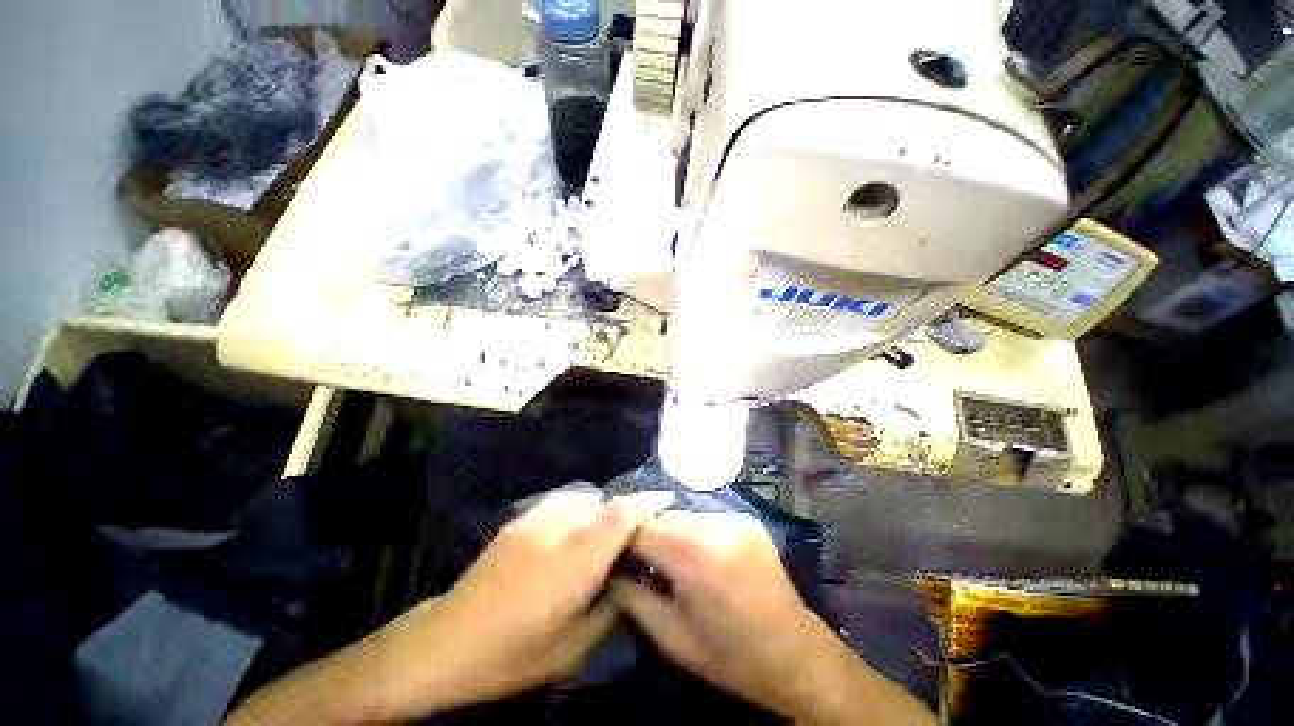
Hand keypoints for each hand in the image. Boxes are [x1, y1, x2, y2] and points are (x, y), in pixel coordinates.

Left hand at [229, 488, 672, 724]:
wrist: (445, 643)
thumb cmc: (511, 656)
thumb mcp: (572, 648)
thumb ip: (609, 608)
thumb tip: (629, 580)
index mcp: (574, 563)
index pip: (621, 516)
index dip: (647, 501)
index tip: (666, 499)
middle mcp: (558, 531)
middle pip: (605, 502)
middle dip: (628, 508)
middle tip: (639, 527)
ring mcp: (535, 520)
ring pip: (584, 497)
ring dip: (602, 508)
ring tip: (608, 529)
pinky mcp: (520, 520)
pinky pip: (562, 501)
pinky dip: (580, 507)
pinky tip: (577, 527)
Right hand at [611, 512, 932, 725]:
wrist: (795, 654)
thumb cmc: (730, 656)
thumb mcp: (672, 638)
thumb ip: (632, 598)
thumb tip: (608, 570)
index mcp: (694, 556)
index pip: (640, 528)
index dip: (622, 539)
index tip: (613, 554)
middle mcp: (715, 525)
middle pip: (661, 516)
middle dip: (645, 534)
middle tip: (638, 559)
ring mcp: (734, 518)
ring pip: (682, 514)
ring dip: (669, 532)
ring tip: (666, 559)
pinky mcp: (746, 519)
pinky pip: (705, 517)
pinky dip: (691, 532)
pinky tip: (695, 555)